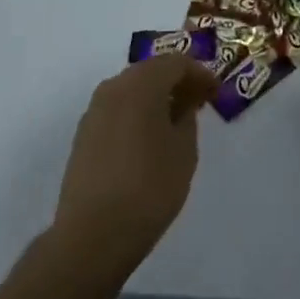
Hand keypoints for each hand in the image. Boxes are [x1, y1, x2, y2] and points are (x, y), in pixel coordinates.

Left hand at [51, 54, 217, 277]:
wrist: (92, 236)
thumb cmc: (149, 188)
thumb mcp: (184, 151)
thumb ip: (187, 118)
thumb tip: (181, 105)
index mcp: (141, 84)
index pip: (176, 62)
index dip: (200, 73)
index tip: (216, 92)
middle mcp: (114, 87)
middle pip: (150, 71)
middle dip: (176, 81)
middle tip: (198, 101)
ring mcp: (94, 111)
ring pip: (131, 89)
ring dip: (155, 97)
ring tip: (175, 121)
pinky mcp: (83, 135)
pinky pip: (117, 110)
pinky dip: (136, 113)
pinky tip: (149, 138)